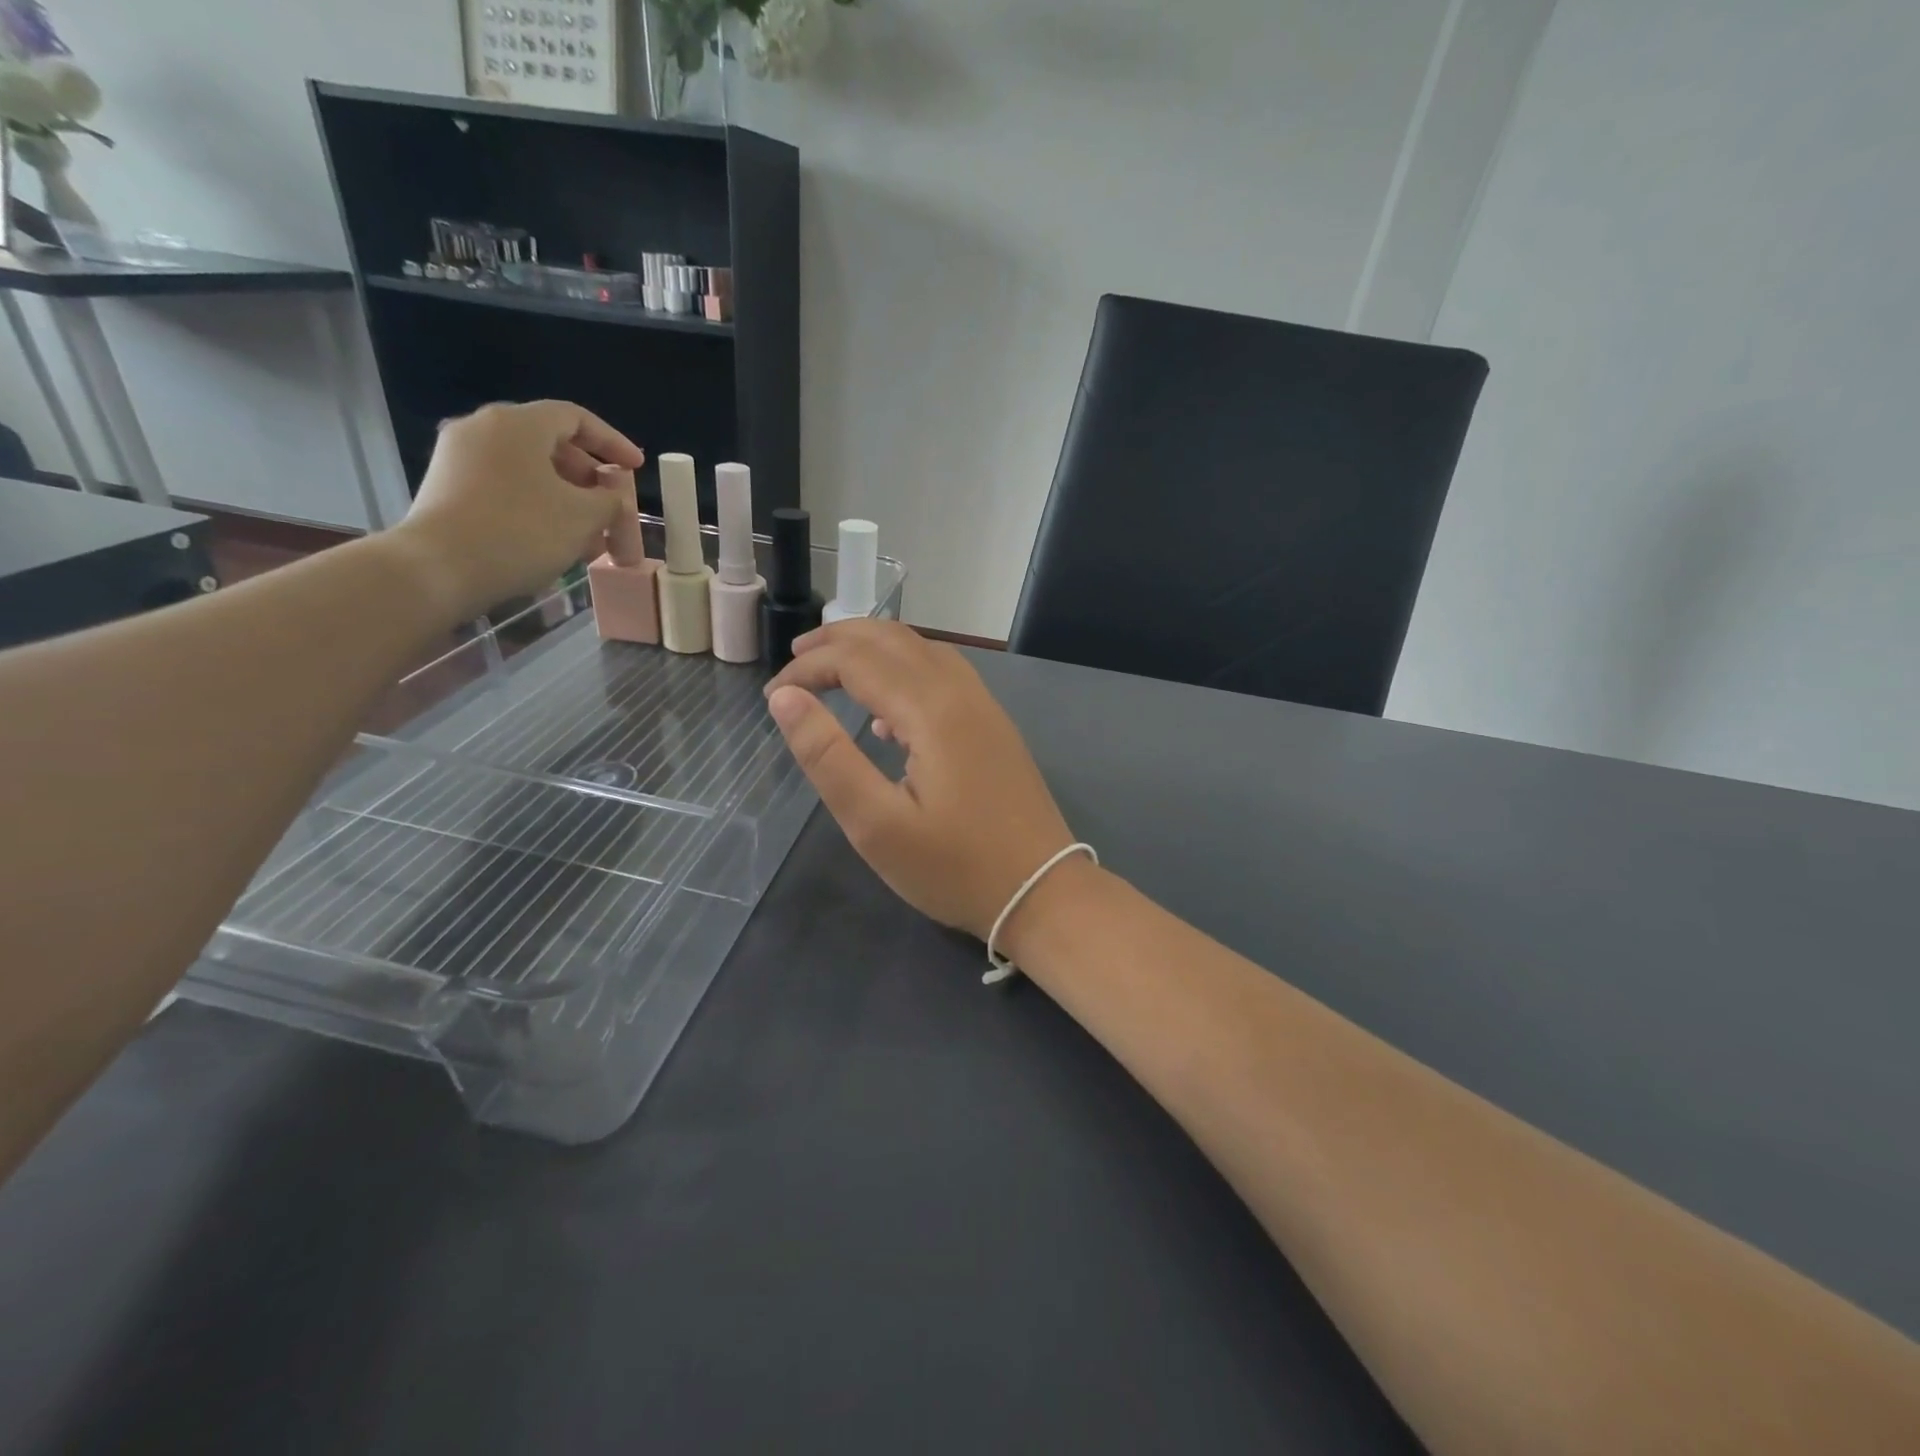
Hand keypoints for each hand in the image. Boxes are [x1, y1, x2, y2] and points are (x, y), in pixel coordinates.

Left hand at [388, 400, 645, 620]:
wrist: (439, 568)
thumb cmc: (521, 531)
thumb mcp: (583, 516)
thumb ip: (609, 500)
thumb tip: (611, 496)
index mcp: (518, 424)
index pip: (576, 418)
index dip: (612, 442)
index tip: (636, 468)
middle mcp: (483, 429)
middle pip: (551, 444)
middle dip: (589, 478)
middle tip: (612, 506)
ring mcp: (459, 458)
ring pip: (529, 470)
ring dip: (566, 498)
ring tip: (589, 535)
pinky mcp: (447, 488)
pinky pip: (505, 487)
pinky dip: (537, 506)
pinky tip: (554, 540)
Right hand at [765, 620, 1075, 940]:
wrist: (1043, 893)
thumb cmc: (955, 868)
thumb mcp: (876, 824)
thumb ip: (828, 757)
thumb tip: (785, 699)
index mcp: (931, 710)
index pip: (856, 660)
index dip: (808, 669)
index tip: (771, 696)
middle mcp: (962, 693)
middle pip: (893, 639)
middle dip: (838, 640)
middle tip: (795, 660)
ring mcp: (986, 708)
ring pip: (923, 650)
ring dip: (874, 649)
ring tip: (833, 670)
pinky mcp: (996, 728)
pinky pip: (945, 676)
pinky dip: (905, 672)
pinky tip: (887, 717)